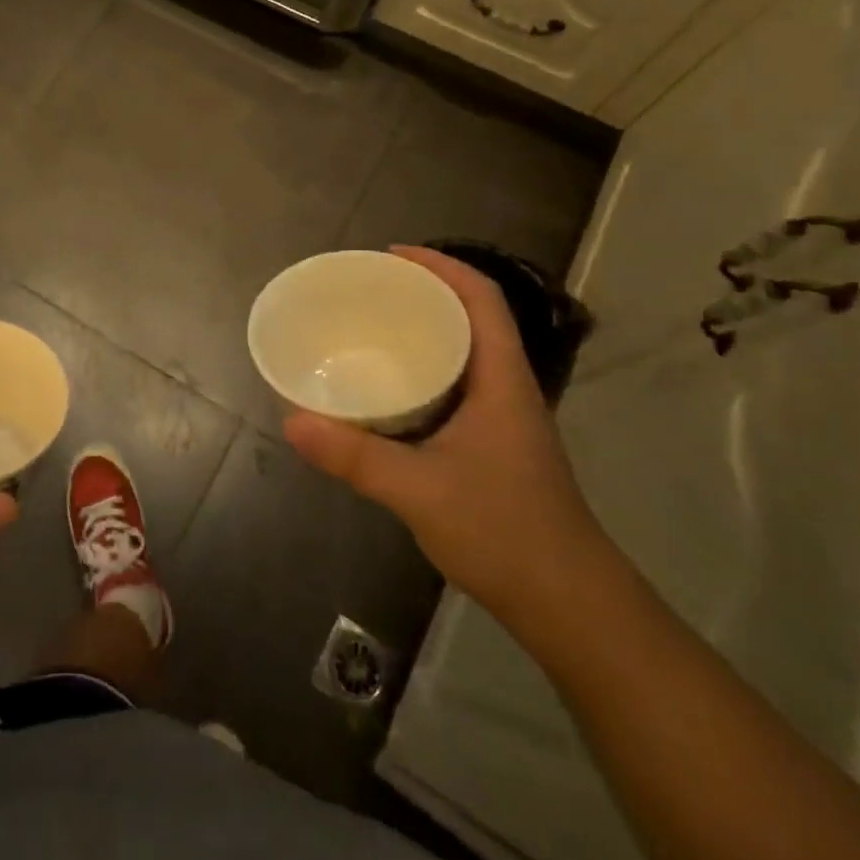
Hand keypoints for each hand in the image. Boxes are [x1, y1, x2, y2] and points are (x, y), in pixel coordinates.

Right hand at [283, 245, 607, 626]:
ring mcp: (503, 420)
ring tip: (370, 329)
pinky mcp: (492, 447)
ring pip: (463, 354)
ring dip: (423, 332)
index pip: (481, 299)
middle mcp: (506, 389)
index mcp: (501, 380)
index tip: (392, 255)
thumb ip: (354, 456)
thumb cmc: (504, 532)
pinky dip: (422, 373)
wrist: (569, 605)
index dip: (442, 266)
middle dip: (424, 293)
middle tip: (368, 290)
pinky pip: (454, 387)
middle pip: (471, 318)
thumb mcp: (419, 489)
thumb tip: (291, 420)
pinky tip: (387, 393)